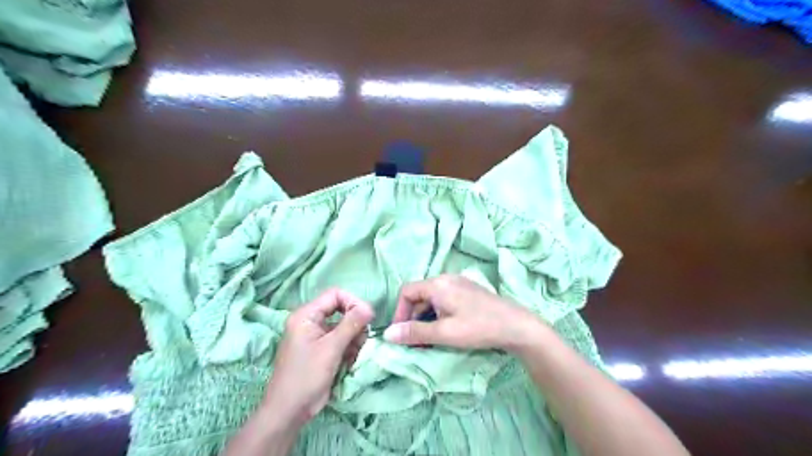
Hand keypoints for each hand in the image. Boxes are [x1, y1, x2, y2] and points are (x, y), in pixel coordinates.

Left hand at [263, 290, 374, 424]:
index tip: (367, 317)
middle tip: (361, 340)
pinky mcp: (322, 350)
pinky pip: (342, 340)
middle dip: (355, 324)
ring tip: (353, 354)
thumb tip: (369, 307)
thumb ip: (351, 324)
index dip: (353, 302)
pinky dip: (349, 349)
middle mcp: (311, 322)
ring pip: (344, 326)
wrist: (289, 411)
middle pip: (341, 310)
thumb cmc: (306, 376)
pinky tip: (349, 362)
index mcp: (306, 315)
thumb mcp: (331, 348)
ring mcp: (317, 336)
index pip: (335, 295)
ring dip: (354, 338)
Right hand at [384, 275, 547, 352]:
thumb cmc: (478, 327)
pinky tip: (446, 330)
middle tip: (416, 341)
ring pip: (432, 299)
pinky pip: (444, 300)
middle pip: (419, 295)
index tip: (402, 334)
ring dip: (426, 318)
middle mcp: (446, 279)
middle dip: (413, 318)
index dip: (399, 312)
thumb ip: (415, 333)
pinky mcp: (468, 292)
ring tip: (430, 339)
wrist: (517, 326)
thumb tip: (387, 334)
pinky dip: (438, 315)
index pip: (407, 292)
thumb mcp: (444, 333)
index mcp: (438, 284)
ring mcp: (459, 284)